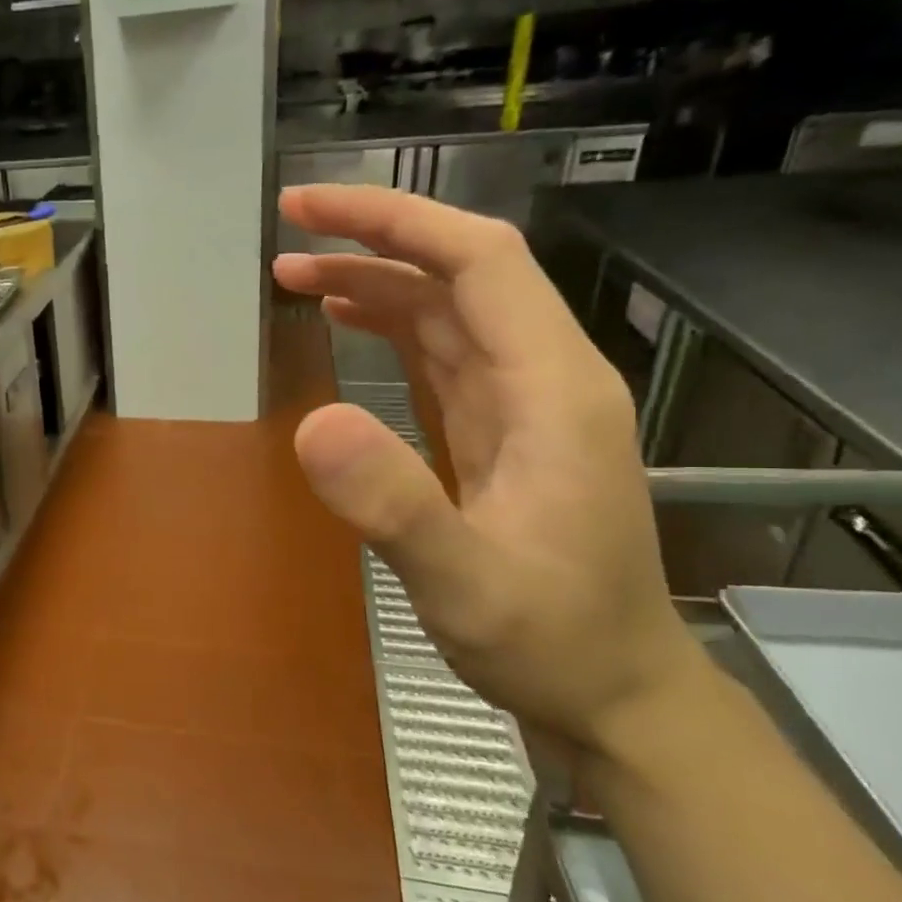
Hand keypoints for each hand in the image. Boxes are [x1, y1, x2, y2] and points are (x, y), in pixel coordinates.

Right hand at [273, 186, 703, 752]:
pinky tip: (346, 321)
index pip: (477, 262)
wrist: (613, 691)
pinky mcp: (499, 430)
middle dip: (375, 237)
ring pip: (446, 310)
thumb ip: (395, 505)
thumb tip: (311, 423)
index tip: (311, 210)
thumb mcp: (466, 583)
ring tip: (294, 274)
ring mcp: (523, 404)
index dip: (395, 222)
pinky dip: (389, 324)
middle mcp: (543, 377)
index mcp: (551, 388)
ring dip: (373, 280)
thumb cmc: (550, 640)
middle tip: (288, 228)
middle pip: (460, 273)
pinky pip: (440, 353)